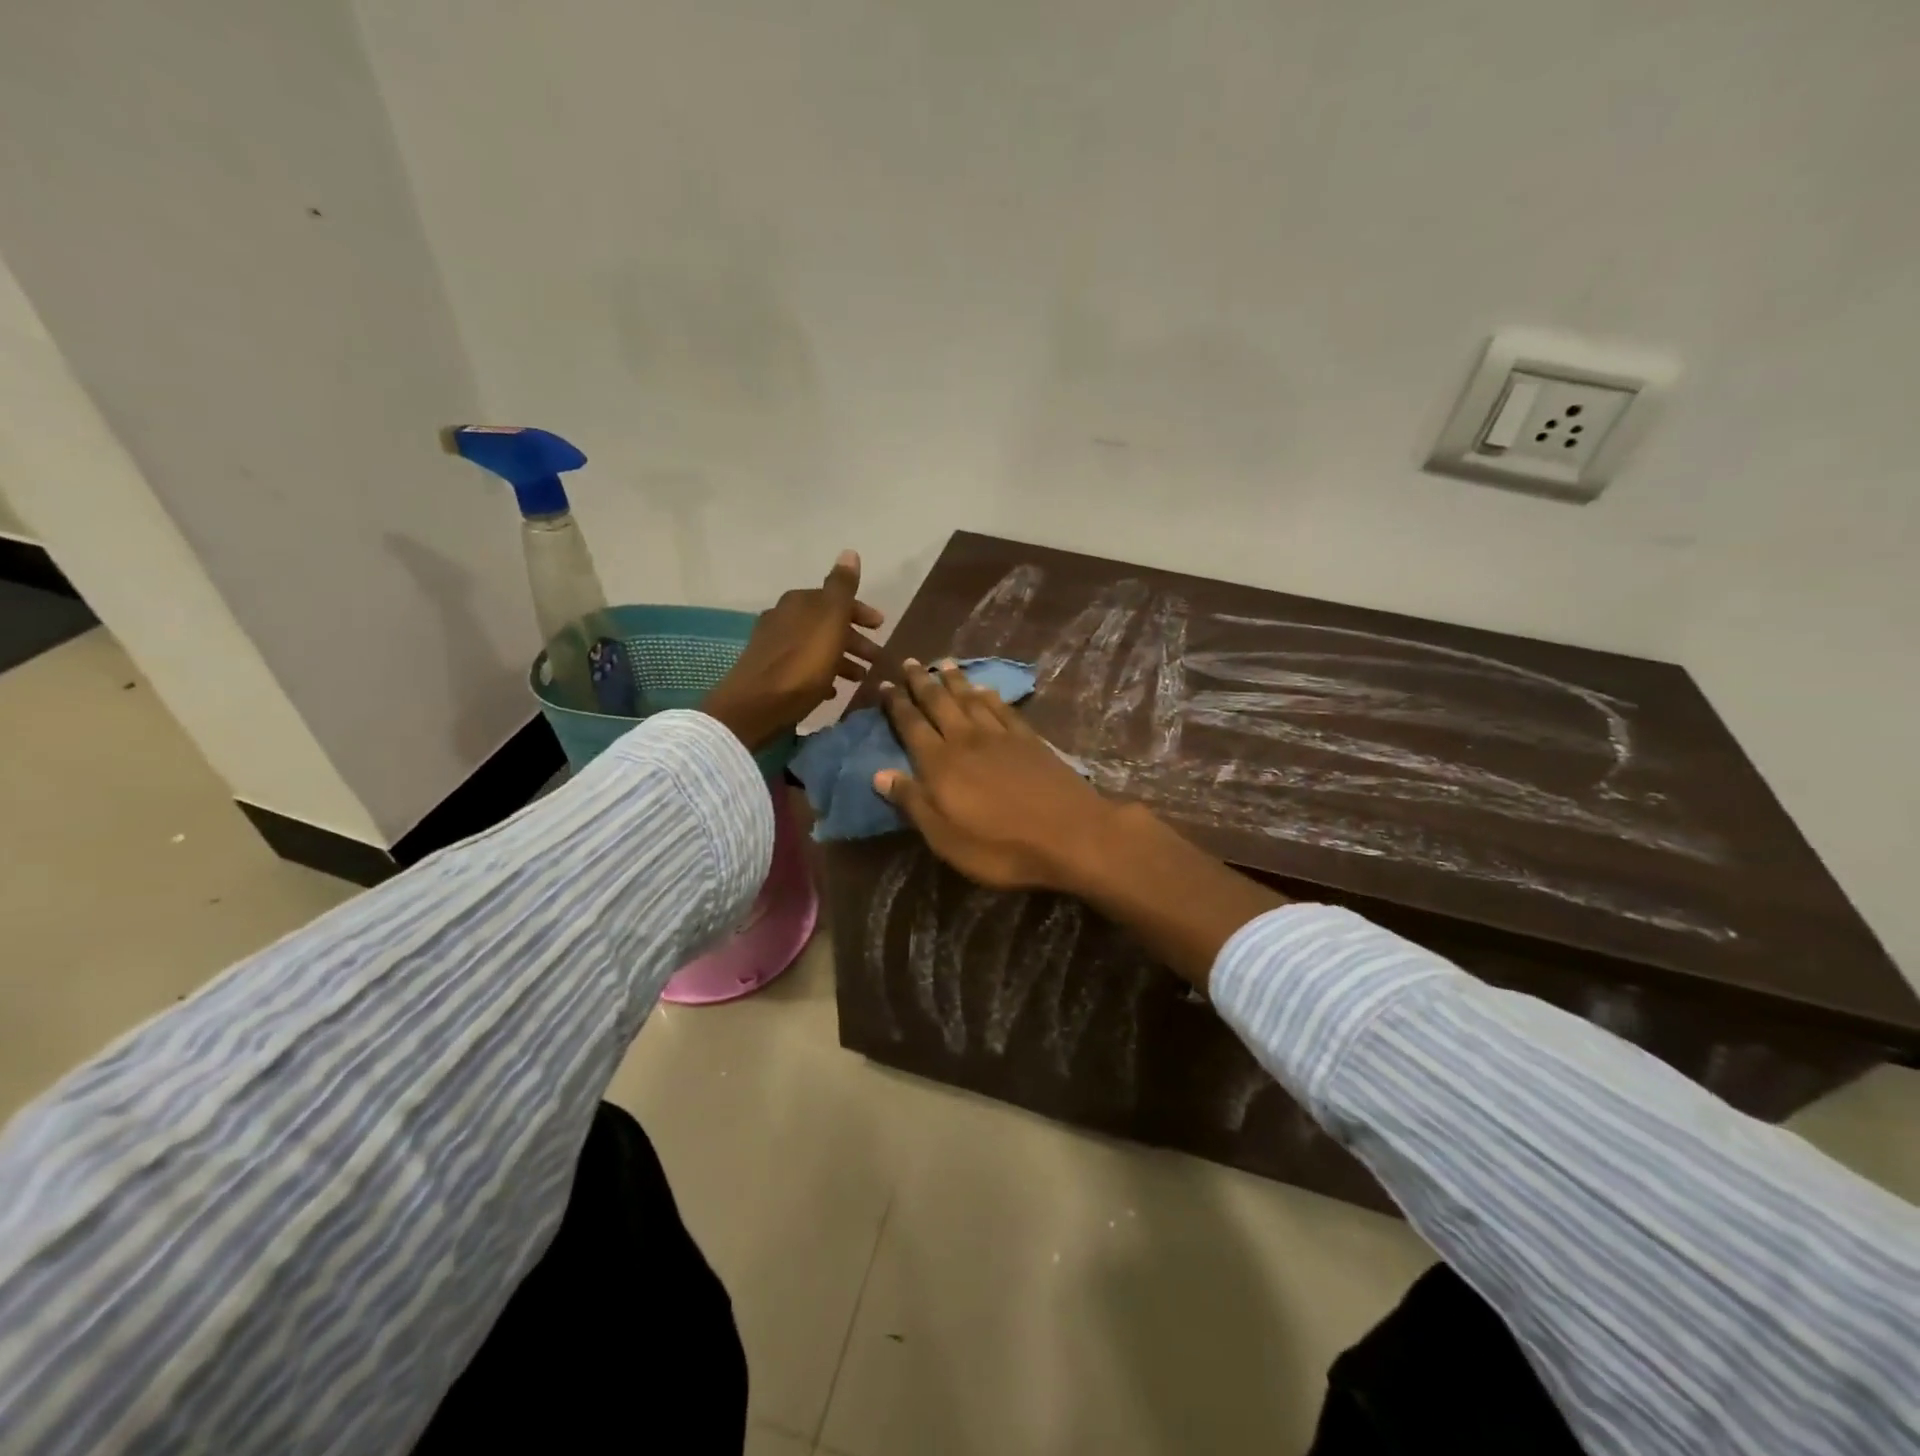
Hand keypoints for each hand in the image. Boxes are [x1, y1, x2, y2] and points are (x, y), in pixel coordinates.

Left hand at [702, 550, 884, 748]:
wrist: (756, 705)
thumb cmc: (802, 663)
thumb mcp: (829, 621)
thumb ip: (841, 587)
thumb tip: (849, 552)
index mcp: (800, 602)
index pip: (837, 599)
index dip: (861, 612)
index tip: (882, 627)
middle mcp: (784, 617)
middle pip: (828, 624)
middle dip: (855, 639)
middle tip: (876, 658)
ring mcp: (775, 645)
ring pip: (818, 647)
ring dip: (842, 659)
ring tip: (861, 678)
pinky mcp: (770, 672)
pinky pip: (805, 667)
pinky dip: (823, 673)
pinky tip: (833, 690)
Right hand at [873, 659, 1116, 892]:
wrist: (1070, 835)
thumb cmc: (1001, 847)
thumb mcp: (946, 838)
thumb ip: (913, 802)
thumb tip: (878, 773)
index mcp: (940, 765)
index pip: (911, 727)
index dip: (896, 706)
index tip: (884, 685)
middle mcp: (966, 740)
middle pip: (939, 704)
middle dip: (922, 682)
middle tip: (910, 662)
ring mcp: (1001, 736)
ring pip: (970, 699)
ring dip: (955, 681)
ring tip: (943, 664)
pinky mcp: (1030, 739)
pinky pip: (1002, 708)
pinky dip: (990, 696)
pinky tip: (985, 689)